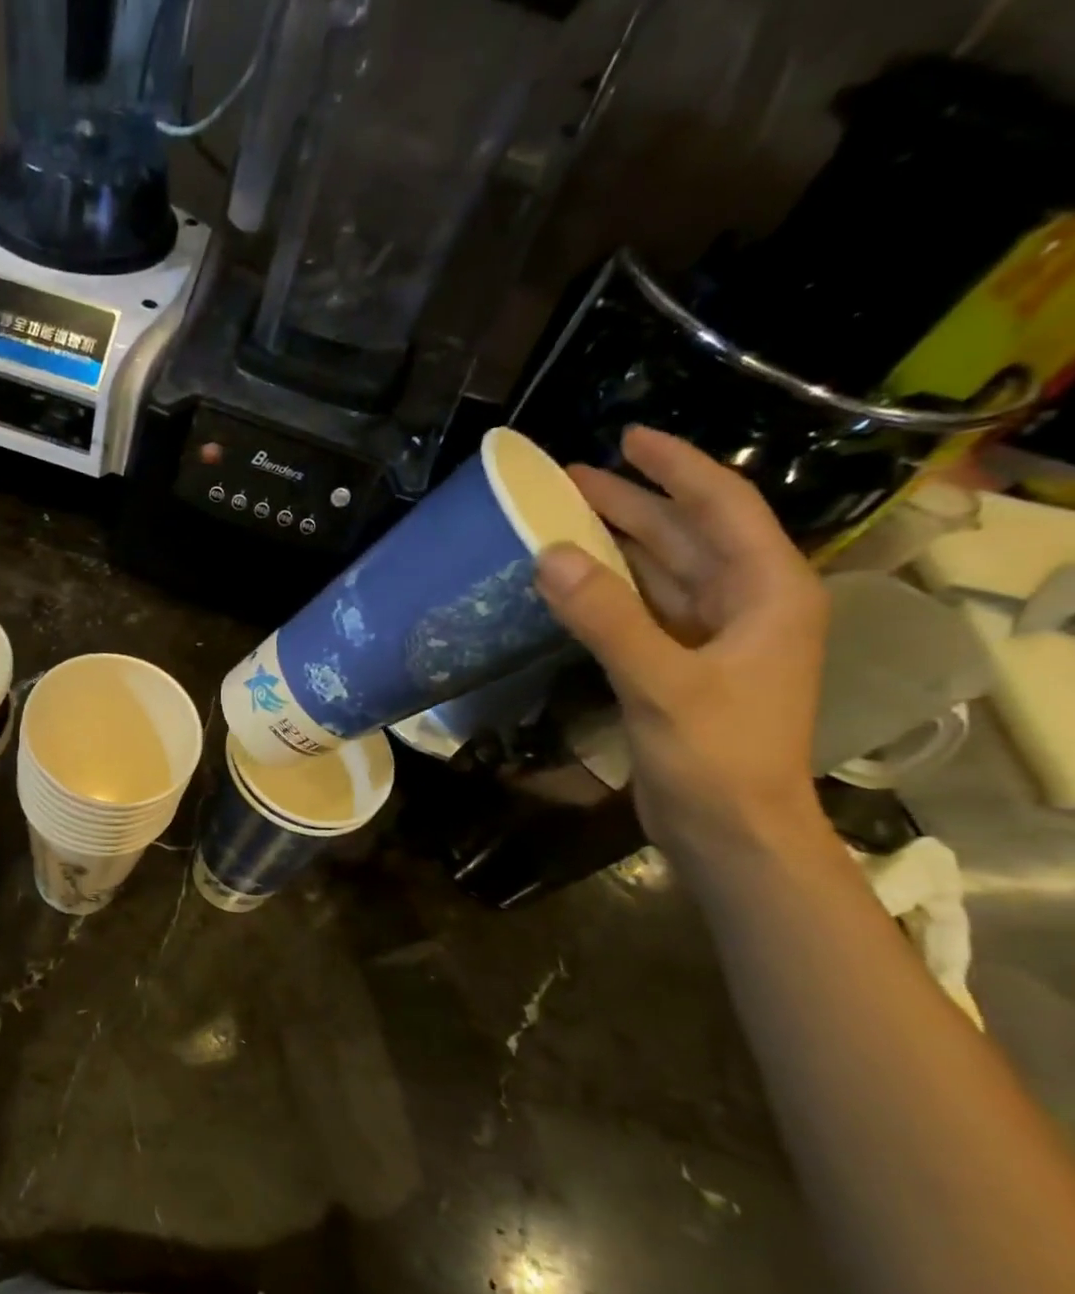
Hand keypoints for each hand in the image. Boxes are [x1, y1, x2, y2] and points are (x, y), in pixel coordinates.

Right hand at [534, 427, 829, 860]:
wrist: (731, 830)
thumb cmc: (718, 755)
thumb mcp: (663, 683)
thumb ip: (607, 618)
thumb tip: (548, 555)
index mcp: (768, 593)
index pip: (723, 509)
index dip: (678, 468)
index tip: (629, 438)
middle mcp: (745, 605)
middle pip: (685, 536)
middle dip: (632, 503)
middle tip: (570, 477)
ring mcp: (710, 638)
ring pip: (660, 572)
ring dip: (615, 544)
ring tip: (562, 517)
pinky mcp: (678, 667)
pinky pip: (639, 610)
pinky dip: (606, 591)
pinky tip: (570, 581)